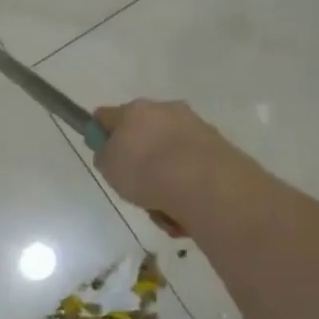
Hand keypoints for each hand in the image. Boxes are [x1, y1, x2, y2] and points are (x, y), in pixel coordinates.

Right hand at [93, 99, 249, 235]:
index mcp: (134, 110)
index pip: (106, 116)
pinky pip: (191, 167)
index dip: (101, 134)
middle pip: (143, 133)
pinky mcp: (218, 147)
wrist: (203, 183)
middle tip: (135, 184)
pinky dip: (186, 184)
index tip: (103, 155)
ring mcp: (195, 127)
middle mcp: (165, 110)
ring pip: (169, 152)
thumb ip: (105, 154)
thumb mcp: (107, 166)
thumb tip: (111, 149)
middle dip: (139, 156)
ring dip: (164, 174)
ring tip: (162, 205)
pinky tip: (183, 207)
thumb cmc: (145, 171)